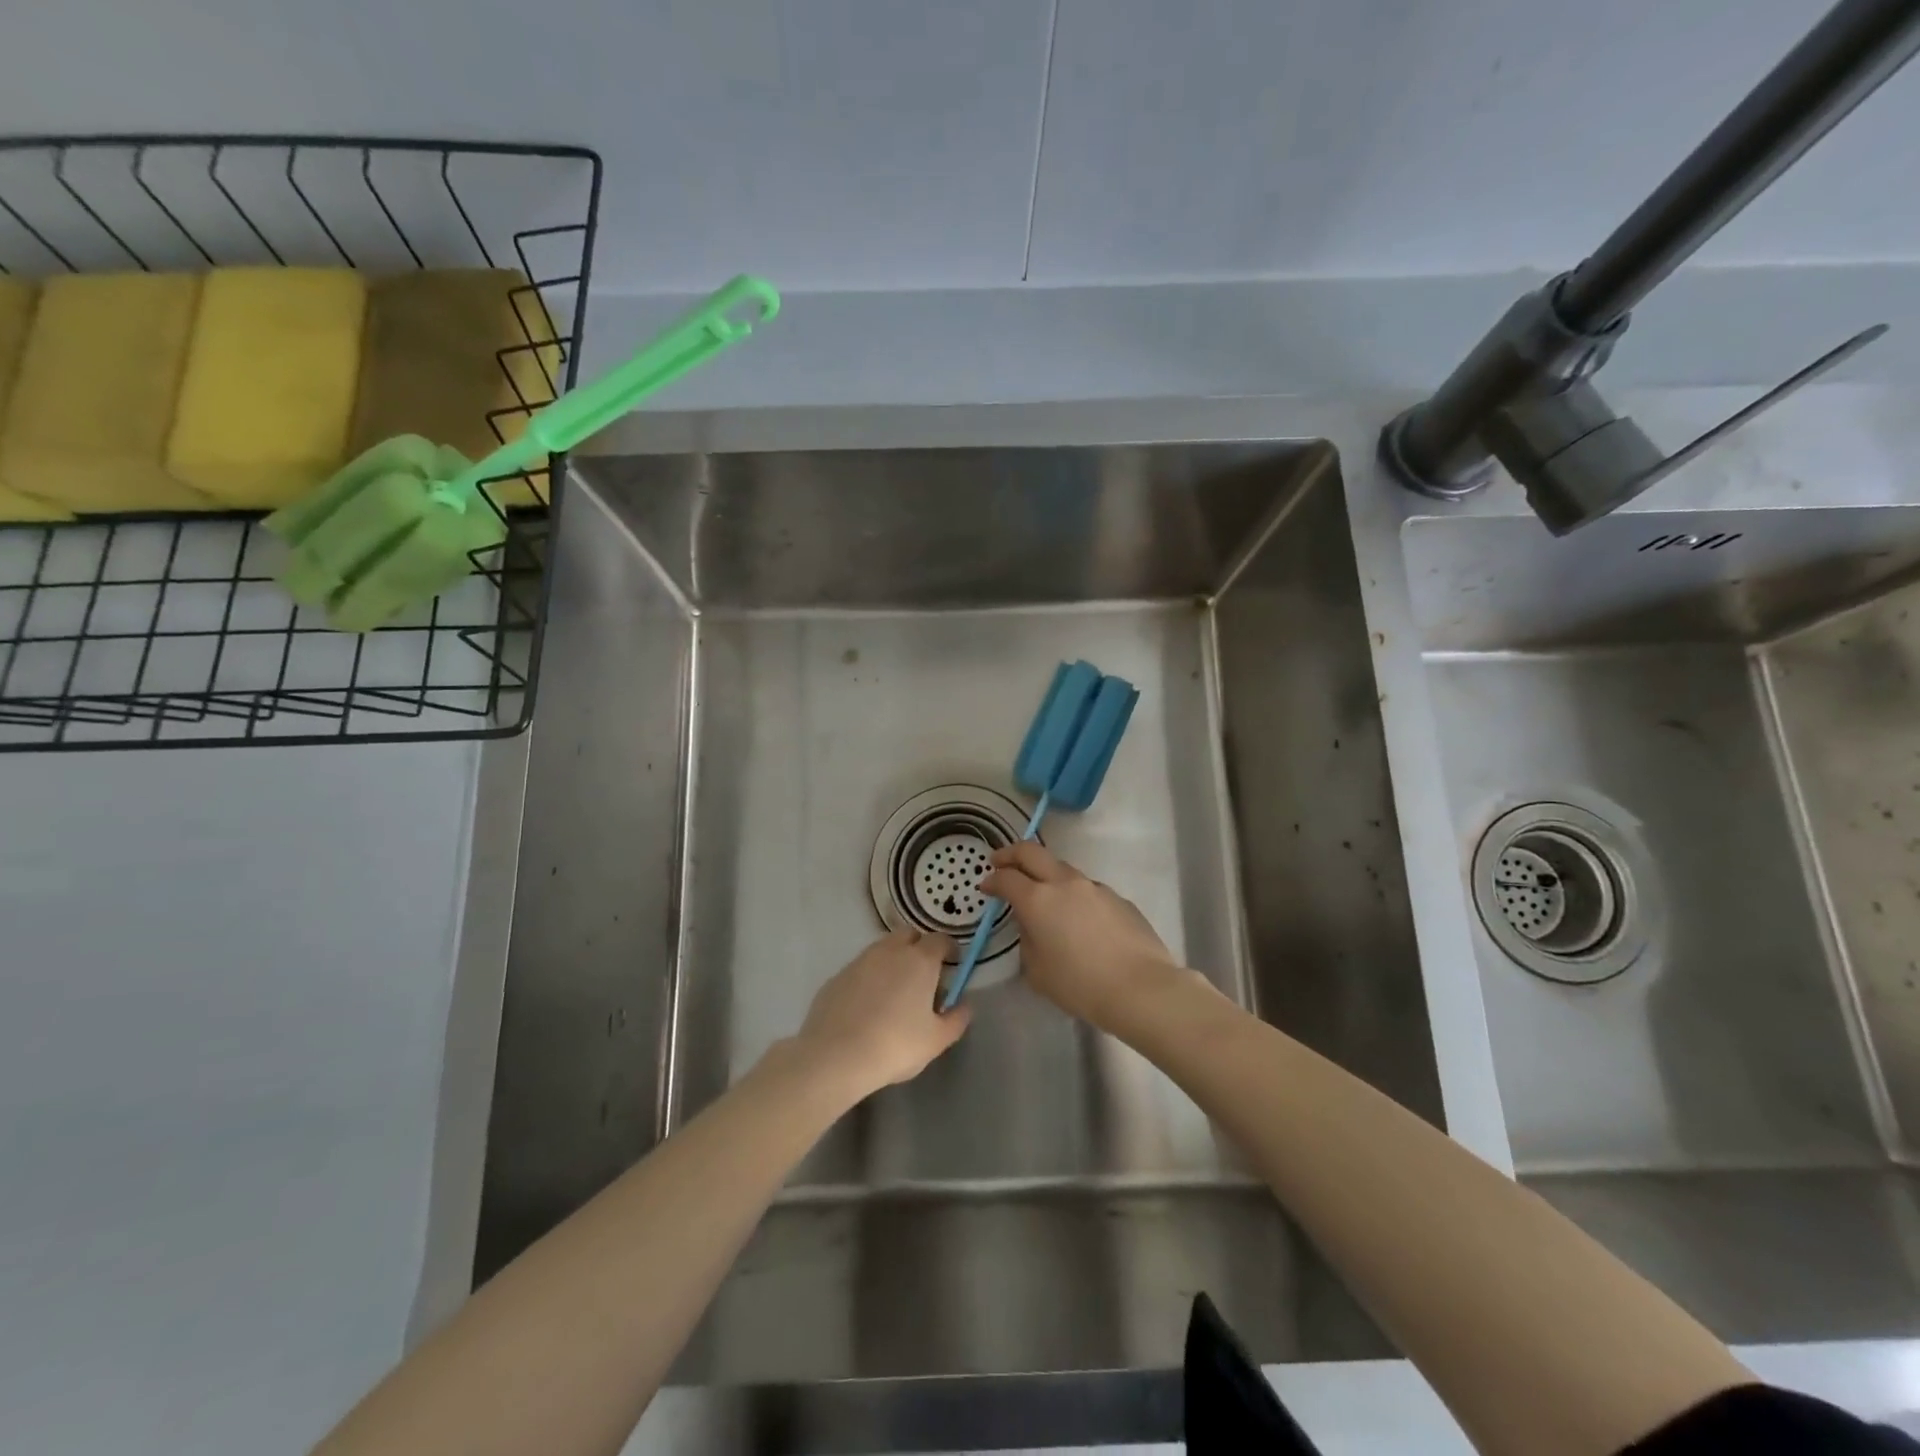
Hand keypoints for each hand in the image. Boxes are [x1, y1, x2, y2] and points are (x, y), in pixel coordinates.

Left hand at [792, 929, 969, 1098]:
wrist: (835, 1056)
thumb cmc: (895, 1045)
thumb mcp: (937, 1040)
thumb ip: (957, 1019)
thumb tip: (965, 1005)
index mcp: (919, 960)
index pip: (940, 939)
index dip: (949, 949)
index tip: (953, 964)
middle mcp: (890, 951)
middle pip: (909, 935)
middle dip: (920, 946)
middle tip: (924, 974)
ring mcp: (860, 961)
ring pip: (883, 949)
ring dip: (894, 960)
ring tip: (895, 991)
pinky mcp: (837, 976)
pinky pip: (861, 968)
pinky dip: (870, 977)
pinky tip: (868, 1004)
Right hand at [981, 842, 1184, 1028]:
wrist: (1141, 988)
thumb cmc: (1080, 985)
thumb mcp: (1037, 972)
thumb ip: (1027, 941)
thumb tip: (1031, 926)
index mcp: (1038, 899)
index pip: (1007, 878)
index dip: (992, 880)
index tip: (986, 886)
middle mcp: (1065, 883)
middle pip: (1032, 852)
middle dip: (1011, 853)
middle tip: (1000, 861)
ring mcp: (1095, 887)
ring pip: (1062, 869)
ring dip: (1046, 874)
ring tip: (1043, 896)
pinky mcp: (1118, 898)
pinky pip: (1087, 889)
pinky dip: (1074, 895)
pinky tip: (1079, 921)